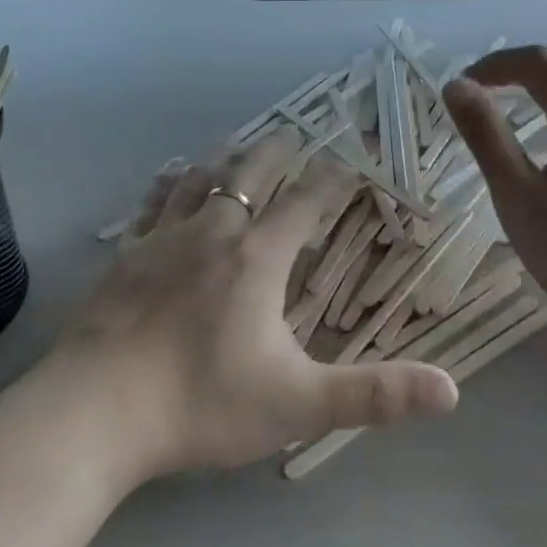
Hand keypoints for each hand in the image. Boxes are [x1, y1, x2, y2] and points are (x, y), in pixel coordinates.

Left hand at [48, 131, 457, 482]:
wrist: (94, 411)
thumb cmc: (200, 404)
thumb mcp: (297, 405)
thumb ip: (374, 396)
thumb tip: (451, 390)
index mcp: (257, 257)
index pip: (305, 201)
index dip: (332, 178)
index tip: (349, 161)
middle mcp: (213, 231)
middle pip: (252, 172)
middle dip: (279, 152)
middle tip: (294, 135)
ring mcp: (164, 237)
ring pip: (202, 177)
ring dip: (228, 156)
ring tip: (240, 142)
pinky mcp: (127, 253)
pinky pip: (155, 201)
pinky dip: (172, 180)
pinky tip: (171, 174)